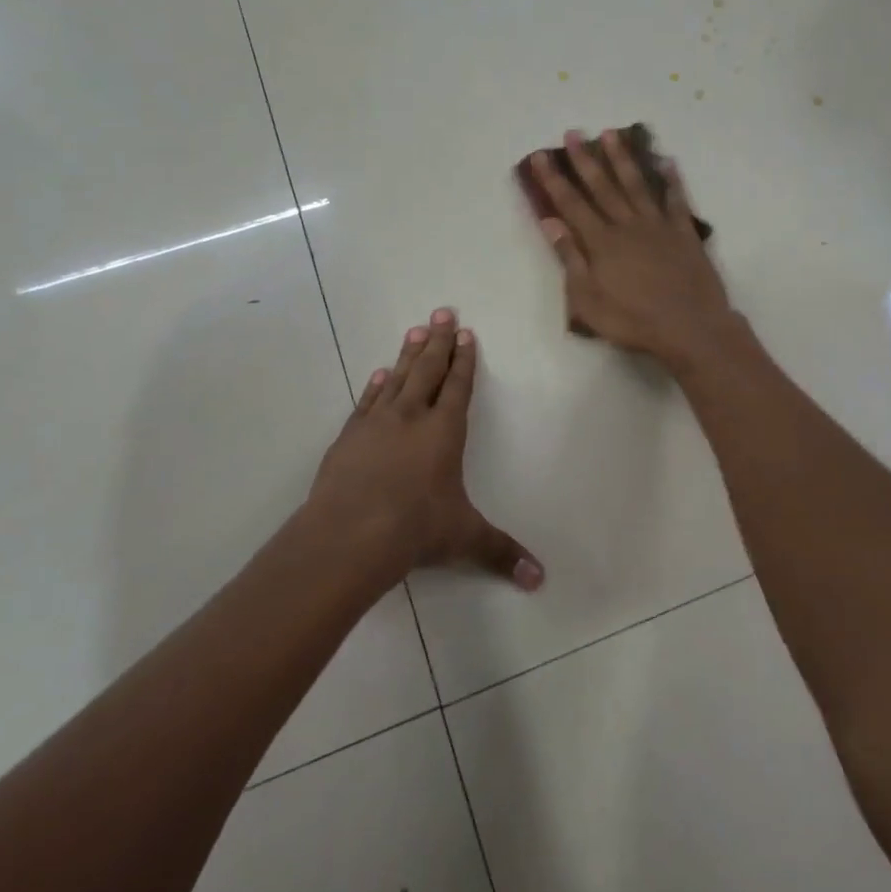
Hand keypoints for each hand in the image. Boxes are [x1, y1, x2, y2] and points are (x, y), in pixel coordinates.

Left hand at [307, 309, 543, 589]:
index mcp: (444, 432)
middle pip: (427, 370)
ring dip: (408, 354)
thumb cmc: (416, 529)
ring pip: (396, 378)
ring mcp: (376, 423)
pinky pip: (367, 401)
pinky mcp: (349, 437)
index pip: (458, 387)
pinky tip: (378, 374)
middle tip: (442, 311)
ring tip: (415, 330)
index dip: (464, 361)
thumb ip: (502, 553)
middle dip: (438, 341)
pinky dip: (375, 385)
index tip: (466, 334)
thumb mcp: (465, 538)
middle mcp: (411, 418)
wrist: (349, 534)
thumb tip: (540, 580)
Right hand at [530, 129, 738, 371]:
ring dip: (623, 158)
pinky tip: (667, 162)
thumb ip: (571, 259)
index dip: (553, 179)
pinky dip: (672, 180)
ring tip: (612, 134)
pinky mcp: (684, 233)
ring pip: (637, 184)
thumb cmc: (632, 321)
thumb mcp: (587, 300)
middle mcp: (627, 225)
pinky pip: (676, 200)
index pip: (571, 204)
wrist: (689, 327)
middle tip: (573, 133)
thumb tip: (552, 223)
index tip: (540, 155)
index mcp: (601, 242)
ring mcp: (658, 226)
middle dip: (585, 159)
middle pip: (602, 186)